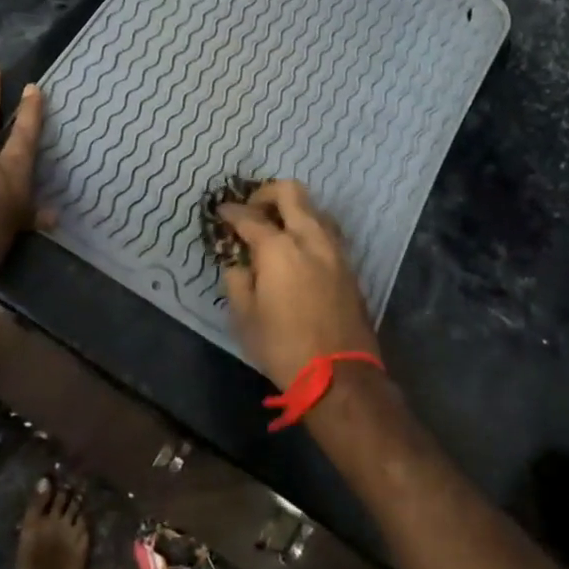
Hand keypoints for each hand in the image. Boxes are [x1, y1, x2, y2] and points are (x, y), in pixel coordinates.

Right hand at [218, 180, 378, 389]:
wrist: (339, 376)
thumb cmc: (283, 347)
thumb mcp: (244, 318)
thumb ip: (237, 280)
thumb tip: (238, 263)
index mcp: (279, 248)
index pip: (250, 217)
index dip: (231, 212)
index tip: (221, 213)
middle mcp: (309, 238)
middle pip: (290, 192)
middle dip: (266, 194)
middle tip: (251, 210)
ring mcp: (334, 250)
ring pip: (314, 209)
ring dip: (292, 210)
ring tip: (276, 229)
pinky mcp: (348, 266)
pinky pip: (326, 232)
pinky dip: (308, 229)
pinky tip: (297, 250)